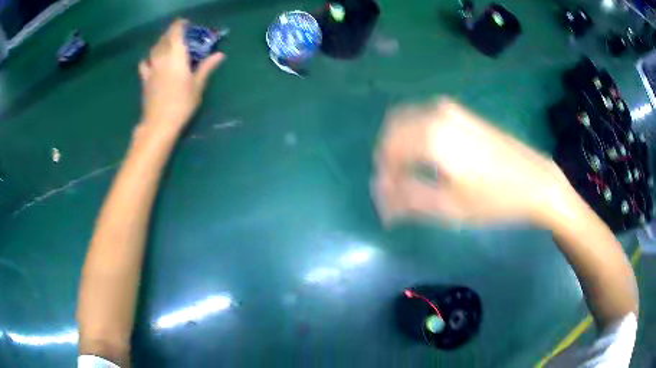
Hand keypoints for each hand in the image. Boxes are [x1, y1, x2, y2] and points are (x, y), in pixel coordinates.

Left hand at [138, 19, 223, 132]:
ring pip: (154, 48)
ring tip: (168, 44)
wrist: (159, 124)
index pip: (176, 32)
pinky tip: (152, 61)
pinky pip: (145, 63)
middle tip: (181, 34)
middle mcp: (162, 58)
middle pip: (164, 38)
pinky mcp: (145, 79)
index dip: (181, 25)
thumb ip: (206, 67)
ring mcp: (151, 68)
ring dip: (161, 43)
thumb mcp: (198, 86)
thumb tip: (220, 54)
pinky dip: (149, 58)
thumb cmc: (181, 104)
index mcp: (176, 56)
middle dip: (172, 33)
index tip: (187, 24)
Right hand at [372, 98, 573, 225]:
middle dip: (387, 161)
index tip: (388, 204)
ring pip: (406, 122)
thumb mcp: (450, 207)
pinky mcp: (460, 113)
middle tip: (395, 190)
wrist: (535, 181)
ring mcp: (449, 109)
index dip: (384, 180)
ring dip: (399, 148)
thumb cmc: (495, 198)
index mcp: (431, 136)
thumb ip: (408, 198)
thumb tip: (380, 195)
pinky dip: (414, 138)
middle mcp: (435, 113)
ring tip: (407, 178)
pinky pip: (422, 119)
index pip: (388, 153)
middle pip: (392, 131)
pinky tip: (424, 161)